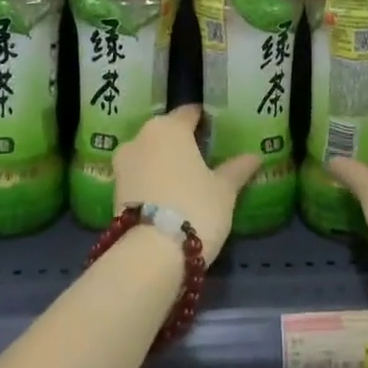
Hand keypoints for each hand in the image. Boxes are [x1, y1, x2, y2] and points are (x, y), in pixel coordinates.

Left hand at [111, 105, 259, 264]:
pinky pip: (139, 176)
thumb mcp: (224, 190)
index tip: (216, 131)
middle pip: (166, 133)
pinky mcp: (112, 190)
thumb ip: (237, 169)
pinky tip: (167, 197)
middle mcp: (141, 137)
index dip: (204, 121)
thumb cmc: (195, 207)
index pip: (189, 113)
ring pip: (149, 154)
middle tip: (203, 159)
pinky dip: (151, 181)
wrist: (150, 254)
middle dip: (182, 143)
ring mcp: (122, 163)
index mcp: (169, 127)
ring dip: (164, 163)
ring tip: (185, 181)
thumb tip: (254, 156)